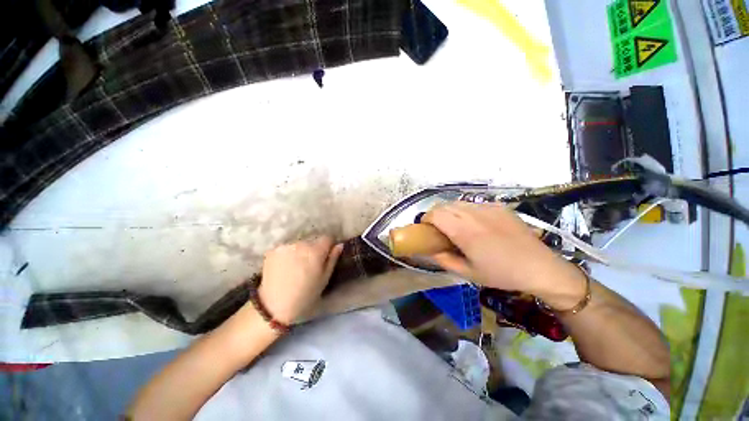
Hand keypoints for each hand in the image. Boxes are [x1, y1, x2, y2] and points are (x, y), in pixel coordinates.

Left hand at [257, 237, 342, 323]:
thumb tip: (339, 244)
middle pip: (312, 240)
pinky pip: (286, 248)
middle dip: (313, 249)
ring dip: (300, 251)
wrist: (275, 307)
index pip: (327, 238)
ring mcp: (285, 246)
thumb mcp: (324, 279)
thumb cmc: (306, 295)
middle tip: (309, 264)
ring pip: (299, 244)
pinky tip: (284, 266)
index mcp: (316, 251)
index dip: (328, 245)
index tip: (325, 255)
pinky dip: (287, 254)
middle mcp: (301, 243)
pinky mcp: (273, 250)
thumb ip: (332, 259)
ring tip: (296, 266)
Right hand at [423, 202, 584, 301]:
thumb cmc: (501, 274)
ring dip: (450, 212)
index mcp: (465, 232)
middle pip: (444, 205)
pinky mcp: (499, 206)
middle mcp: (474, 215)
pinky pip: (474, 204)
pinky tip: (475, 224)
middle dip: (436, 215)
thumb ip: (444, 260)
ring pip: (458, 203)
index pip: (435, 214)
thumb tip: (430, 250)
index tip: (425, 228)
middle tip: (438, 229)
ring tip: (455, 226)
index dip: (426, 219)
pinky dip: (466, 211)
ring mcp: (488, 208)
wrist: (540, 267)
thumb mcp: (468, 273)